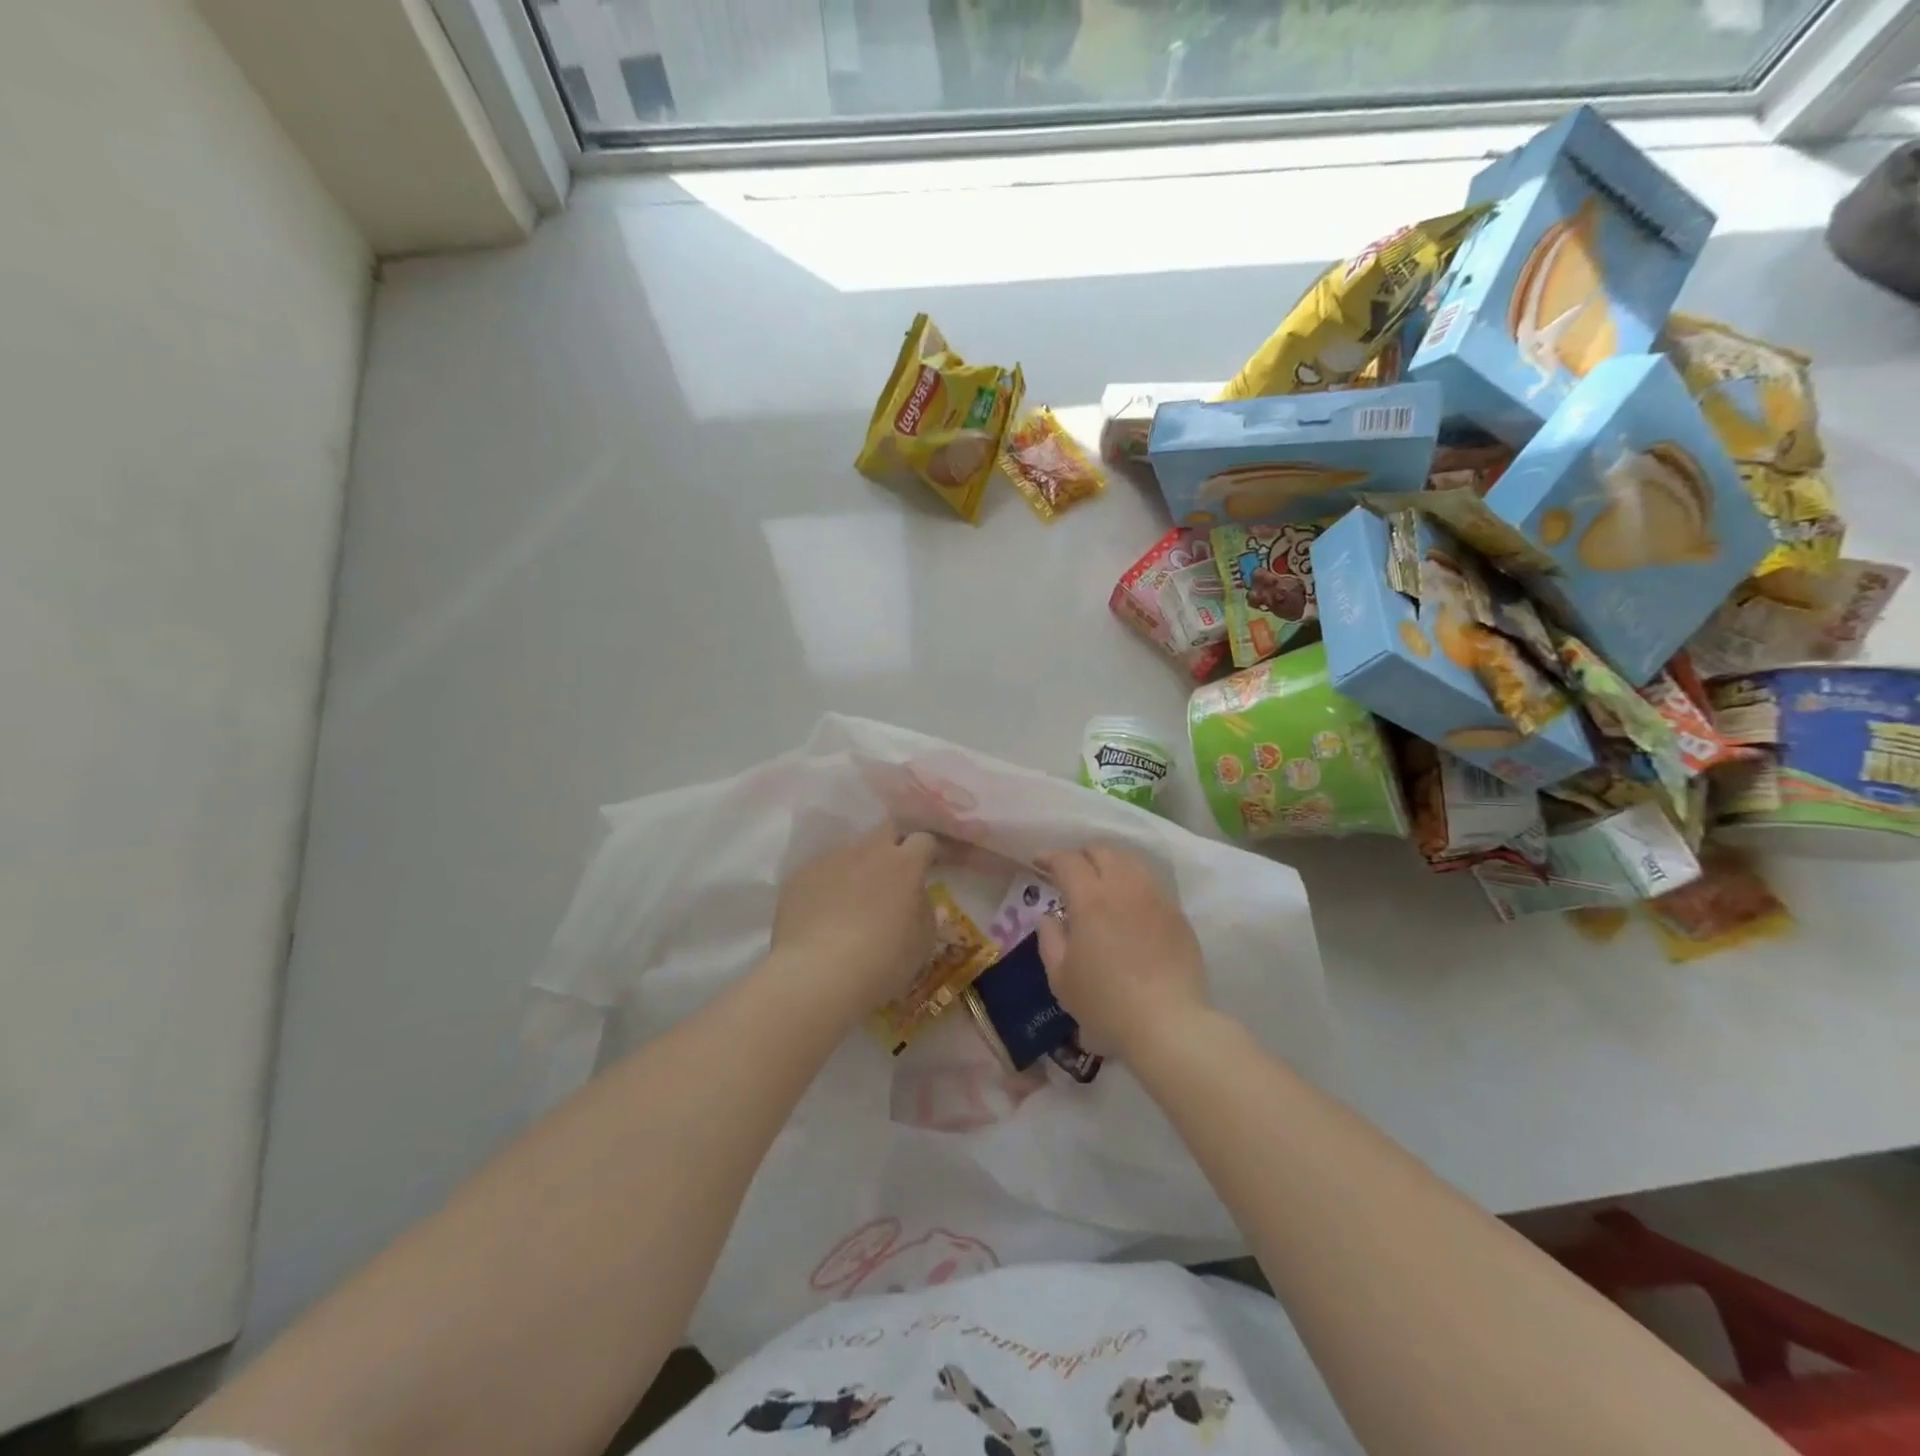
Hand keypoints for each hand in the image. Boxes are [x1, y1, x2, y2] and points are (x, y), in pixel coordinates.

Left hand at [769, 822, 938, 1016]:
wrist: (817, 974)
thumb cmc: (881, 961)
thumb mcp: (922, 942)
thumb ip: (924, 910)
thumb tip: (915, 898)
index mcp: (904, 864)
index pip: (924, 839)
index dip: (930, 850)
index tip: (932, 865)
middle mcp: (868, 851)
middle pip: (887, 829)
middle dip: (896, 843)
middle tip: (896, 872)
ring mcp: (830, 860)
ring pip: (851, 853)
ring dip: (859, 869)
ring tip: (853, 902)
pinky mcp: (799, 876)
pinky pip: (821, 873)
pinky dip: (828, 887)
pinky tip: (823, 916)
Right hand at [1035, 845, 1209, 1059]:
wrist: (1168, 1024)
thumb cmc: (1106, 1003)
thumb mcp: (1061, 977)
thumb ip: (1049, 939)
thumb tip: (1050, 916)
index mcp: (1090, 899)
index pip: (1068, 860)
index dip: (1050, 856)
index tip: (1039, 862)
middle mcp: (1124, 887)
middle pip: (1103, 850)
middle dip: (1082, 854)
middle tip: (1071, 872)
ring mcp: (1155, 898)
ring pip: (1131, 861)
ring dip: (1110, 863)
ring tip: (1102, 881)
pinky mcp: (1177, 914)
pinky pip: (1151, 883)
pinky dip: (1134, 882)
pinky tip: (1130, 904)